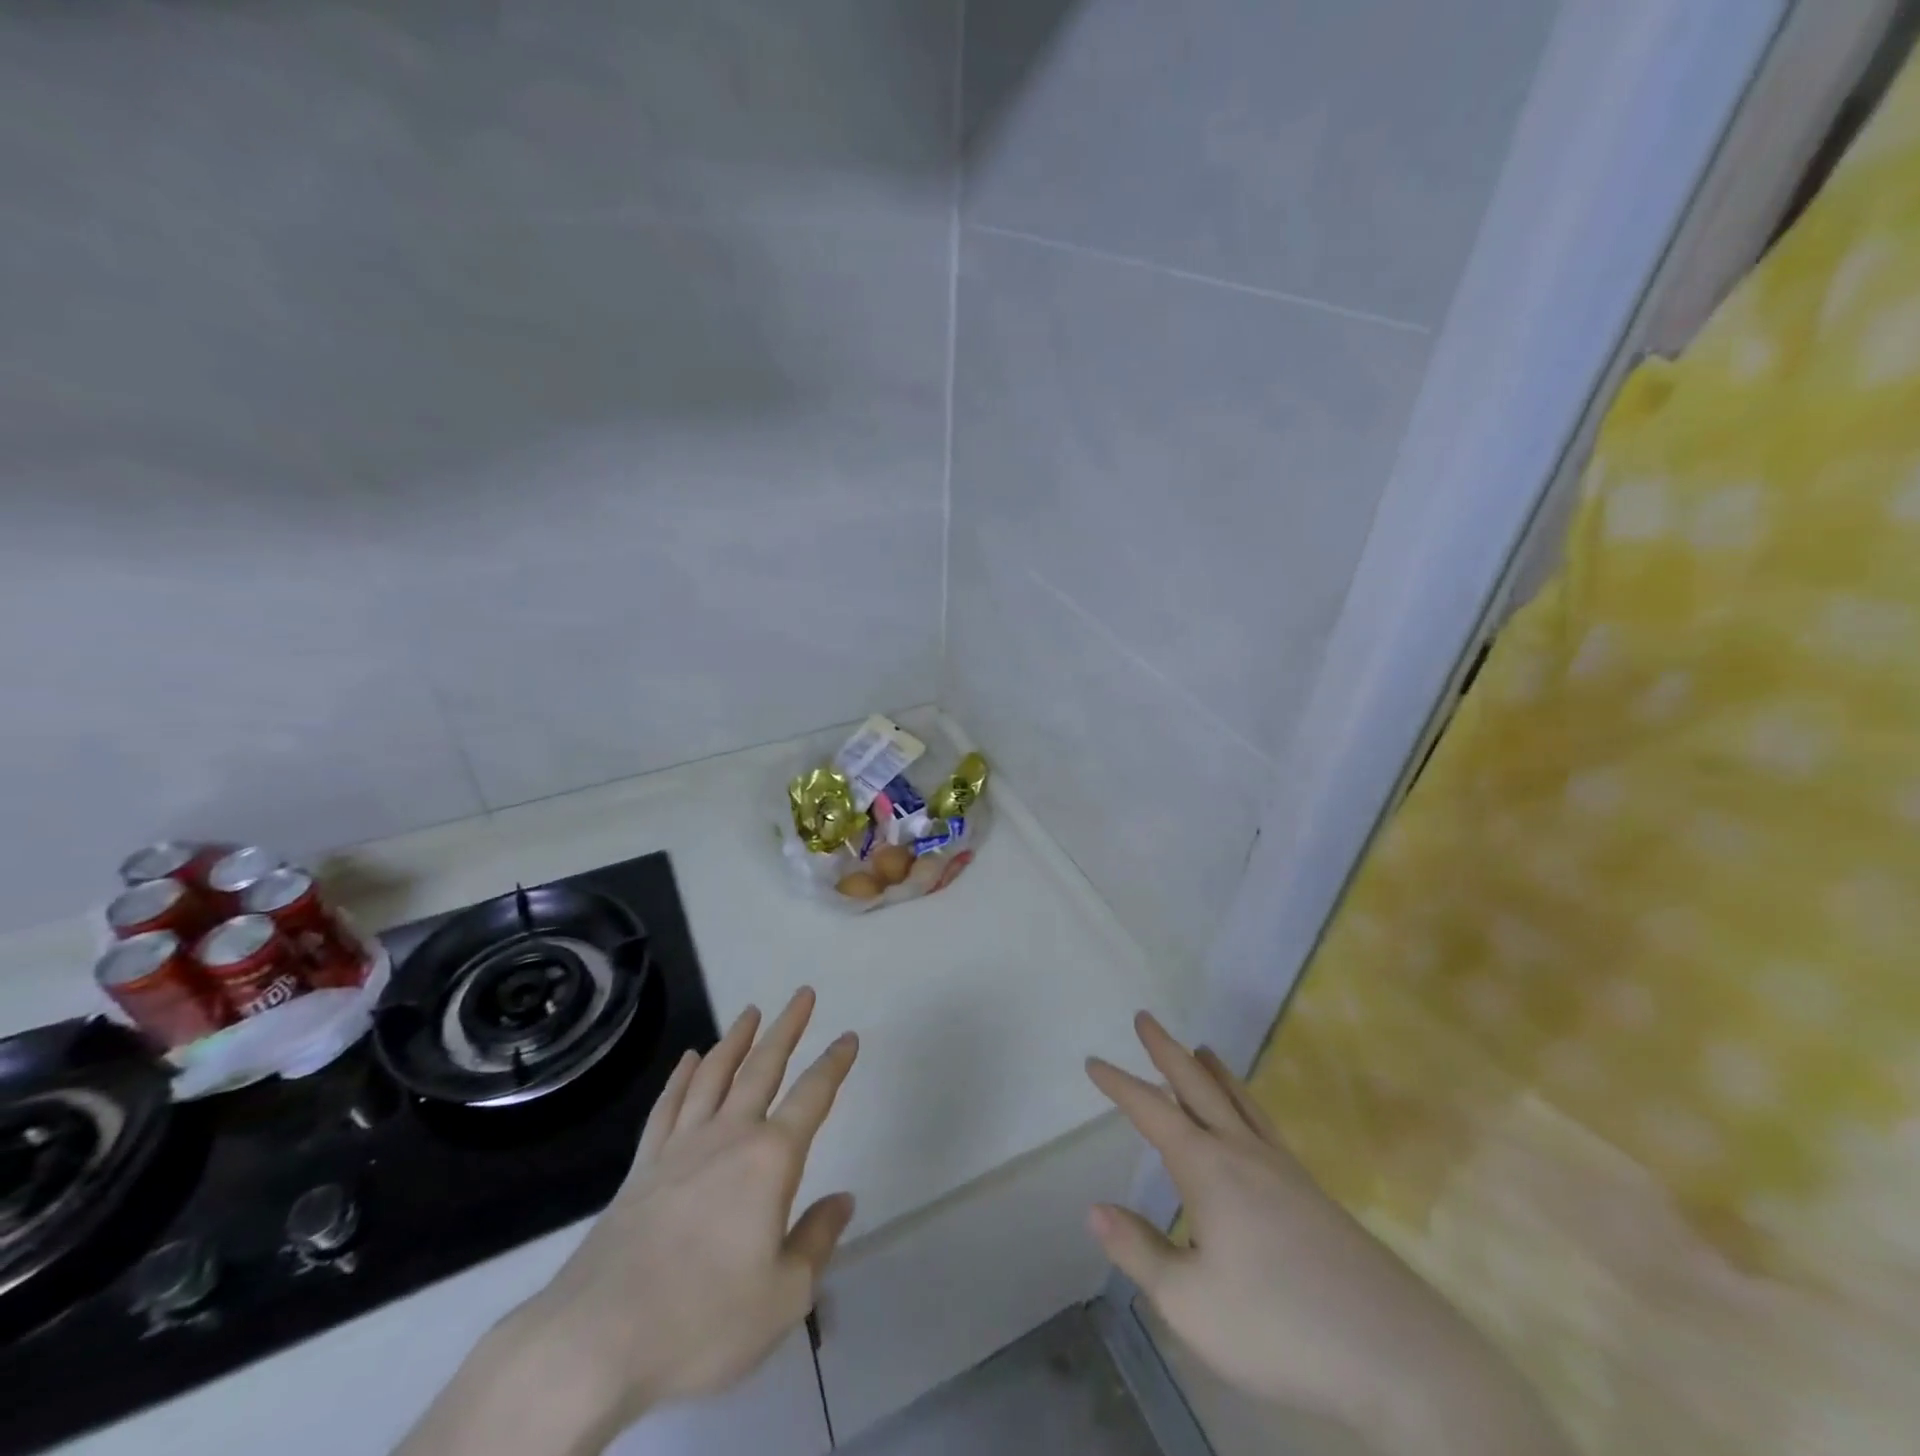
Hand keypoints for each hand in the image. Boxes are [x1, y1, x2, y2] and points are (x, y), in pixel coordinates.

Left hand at [398, 987, 857, 1455]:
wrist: (597, 1339)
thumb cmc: (703, 1319)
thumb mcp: (784, 1296)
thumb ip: (817, 1241)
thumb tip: (843, 1199)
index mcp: (770, 1160)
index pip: (812, 1097)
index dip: (834, 1064)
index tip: (849, 1037)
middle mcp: (728, 1136)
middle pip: (763, 1067)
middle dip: (787, 1028)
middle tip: (802, 994)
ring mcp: (681, 1145)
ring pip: (714, 1074)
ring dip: (736, 1039)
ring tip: (751, 1012)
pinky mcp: (644, 1165)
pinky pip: (668, 1105)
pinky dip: (681, 1076)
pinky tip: (688, 1059)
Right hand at [1086, 1013, 1566, 1455]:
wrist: (1399, 1355)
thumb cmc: (1280, 1326)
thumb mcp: (1190, 1303)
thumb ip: (1139, 1252)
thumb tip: (1094, 1209)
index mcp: (1208, 1169)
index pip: (1151, 1112)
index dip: (1119, 1085)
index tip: (1093, 1061)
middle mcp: (1244, 1154)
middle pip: (1198, 1087)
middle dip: (1166, 1051)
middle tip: (1146, 1018)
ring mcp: (1284, 1170)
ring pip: (1239, 1102)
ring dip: (1213, 1071)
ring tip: (1201, 1048)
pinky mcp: (1314, 1195)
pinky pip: (1265, 1126)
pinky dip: (1245, 1103)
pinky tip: (1251, 1121)